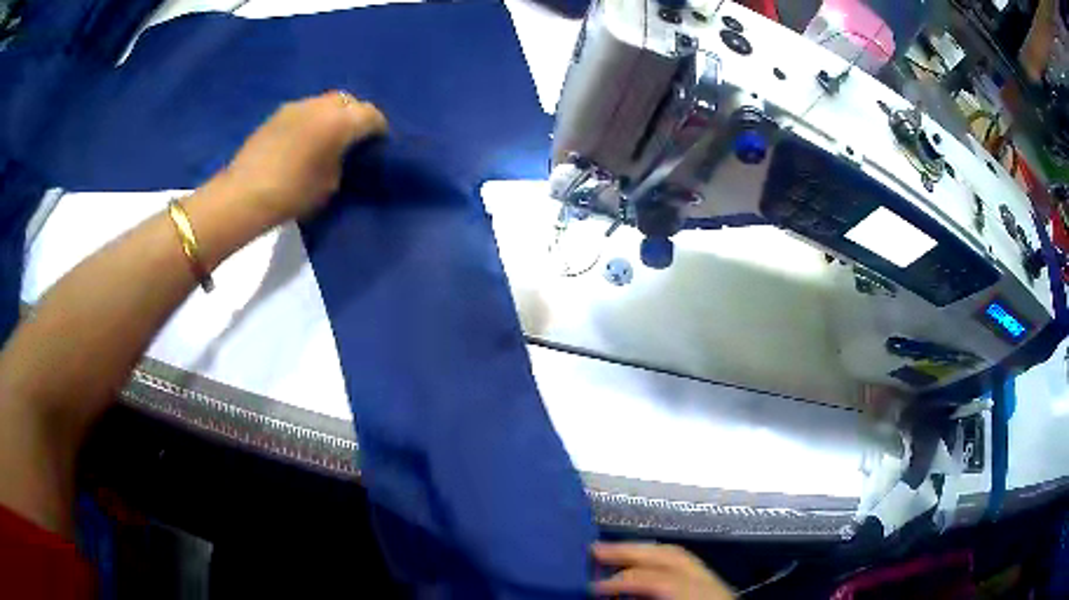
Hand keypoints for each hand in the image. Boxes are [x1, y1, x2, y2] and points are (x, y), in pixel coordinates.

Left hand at [218, 91, 387, 227]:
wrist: (244, 195)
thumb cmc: (293, 194)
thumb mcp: (331, 184)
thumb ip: (343, 160)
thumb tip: (343, 152)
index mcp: (340, 121)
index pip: (371, 115)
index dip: (379, 128)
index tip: (378, 144)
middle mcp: (320, 105)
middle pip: (348, 101)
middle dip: (355, 115)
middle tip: (353, 138)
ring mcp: (296, 107)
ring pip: (324, 102)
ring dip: (332, 115)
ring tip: (327, 137)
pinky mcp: (276, 114)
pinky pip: (304, 110)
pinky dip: (311, 120)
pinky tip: (304, 140)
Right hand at [592, 542, 734, 599]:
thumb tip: (607, 597)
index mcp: (698, 598)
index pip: (659, 581)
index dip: (623, 581)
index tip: (592, 587)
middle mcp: (711, 585)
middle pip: (672, 556)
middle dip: (632, 551)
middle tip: (595, 550)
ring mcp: (715, 584)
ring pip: (681, 556)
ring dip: (645, 552)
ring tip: (614, 553)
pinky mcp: (714, 588)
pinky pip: (685, 566)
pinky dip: (659, 561)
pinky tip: (642, 566)